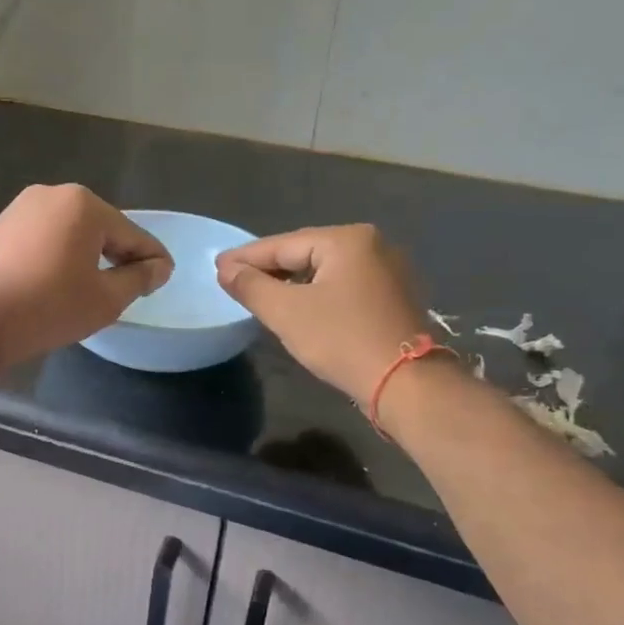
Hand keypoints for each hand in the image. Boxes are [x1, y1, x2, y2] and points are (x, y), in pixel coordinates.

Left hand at [0, 185, 172, 368]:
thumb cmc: (49, 306)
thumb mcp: (105, 299)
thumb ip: (138, 279)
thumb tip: (159, 267)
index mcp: (84, 204)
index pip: (131, 234)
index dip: (151, 258)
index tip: (164, 276)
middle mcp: (51, 194)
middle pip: (99, 228)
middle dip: (117, 254)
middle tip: (130, 285)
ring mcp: (19, 209)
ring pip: (68, 233)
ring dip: (85, 255)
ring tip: (93, 287)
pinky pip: (41, 240)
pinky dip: (56, 257)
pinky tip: (55, 283)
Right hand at [217, 225, 429, 400]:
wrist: (406, 384)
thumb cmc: (342, 340)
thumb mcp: (287, 312)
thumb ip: (252, 286)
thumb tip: (226, 269)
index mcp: (347, 240)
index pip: (284, 244)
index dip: (246, 257)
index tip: (217, 265)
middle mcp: (373, 245)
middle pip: (306, 252)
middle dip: (269, 267)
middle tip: (234, 278)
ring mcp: (388, 270)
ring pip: (325, 270)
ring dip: (292, 281)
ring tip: (260, 292)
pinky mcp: (393, 296)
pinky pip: (344, 285)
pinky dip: (317, 292)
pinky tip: (298, 305)